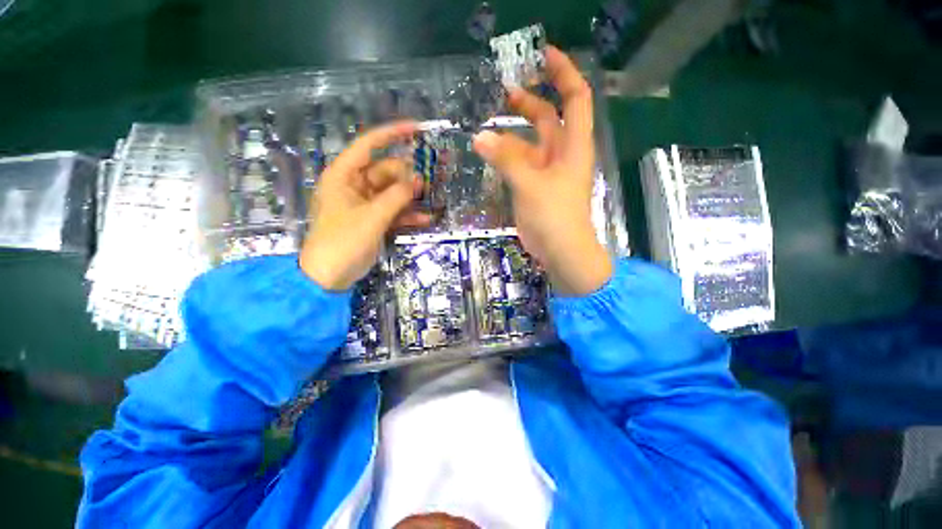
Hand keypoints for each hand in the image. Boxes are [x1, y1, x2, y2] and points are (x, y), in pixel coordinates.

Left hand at [300, 121, 430, 289]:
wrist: (329, 276)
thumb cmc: (343, 242)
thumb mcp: (372, 218)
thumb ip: (396, 197)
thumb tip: (417, 180)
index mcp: (344, 176)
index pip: (368, 145)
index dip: (392, 134)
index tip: (417, 129)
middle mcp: (354, 185)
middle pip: (386, 171)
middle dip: (408, 175)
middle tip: (431, 180)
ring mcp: (365, 204)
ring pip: (393, 192)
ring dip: (412, 196)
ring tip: (433, 196)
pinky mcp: (373, 220)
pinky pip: (394, 211)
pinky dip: (409, 215)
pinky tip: (427, 219)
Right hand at [472, 46, 611, 295]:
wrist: (560, 250)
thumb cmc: (555, 216)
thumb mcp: (531, 185)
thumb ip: (506, 160)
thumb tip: (479, 136)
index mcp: (573, 145)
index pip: (575, 97)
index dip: (563, 73)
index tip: (542, 54)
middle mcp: (561, 153)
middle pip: (547, 117)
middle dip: (529, 99)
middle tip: (503, 89)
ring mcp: (545, 171)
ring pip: (528, 142)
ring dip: (511, 131)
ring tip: (486, 122)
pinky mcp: (532, 186)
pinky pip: (518, 163)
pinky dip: (505, 155)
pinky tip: (488, 151)